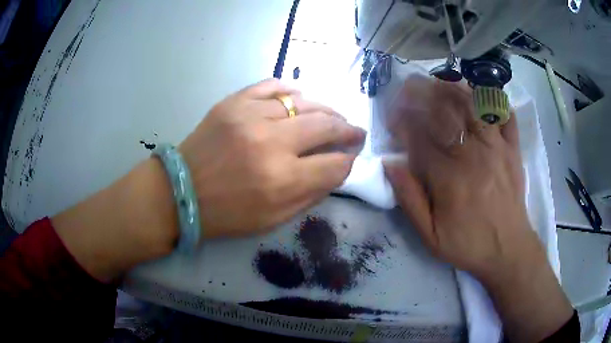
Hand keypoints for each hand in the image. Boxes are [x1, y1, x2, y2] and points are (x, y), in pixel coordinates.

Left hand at [52, 78, 364, 281]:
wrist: (179, 192)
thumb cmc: (225, 214)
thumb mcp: (273, 220)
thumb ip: (310, 195)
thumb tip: (336, 170)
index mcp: (282, 180)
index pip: (335, 165)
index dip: (348, 161)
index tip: (351, 157)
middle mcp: (271, 143)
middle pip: (326, 125)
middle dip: (347, 130)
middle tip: (354, 131)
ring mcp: (250, 115)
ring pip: (305, 101)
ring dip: (325, 109)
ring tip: (332, 116)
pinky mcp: (233, 102)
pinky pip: (273, 86)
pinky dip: (291, 91)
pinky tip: (298, 100)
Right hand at [384, 77, 571, 341]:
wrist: (509, 250)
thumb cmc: (469, 244)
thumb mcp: (430, 236)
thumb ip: (410, 200)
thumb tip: (391, 164)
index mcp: (449, 178)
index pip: (419, 135)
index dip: (402, 120)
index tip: (393, 117)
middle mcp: (473, 154)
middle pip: (444, 110)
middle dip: (421, 93)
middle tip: (409, 88)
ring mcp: (497, 148)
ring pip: (472, 104)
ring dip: (452, 88)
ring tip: (438, 83)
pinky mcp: (513, 149)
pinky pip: (504, 113)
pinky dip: (491, 98)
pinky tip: (478, 93)